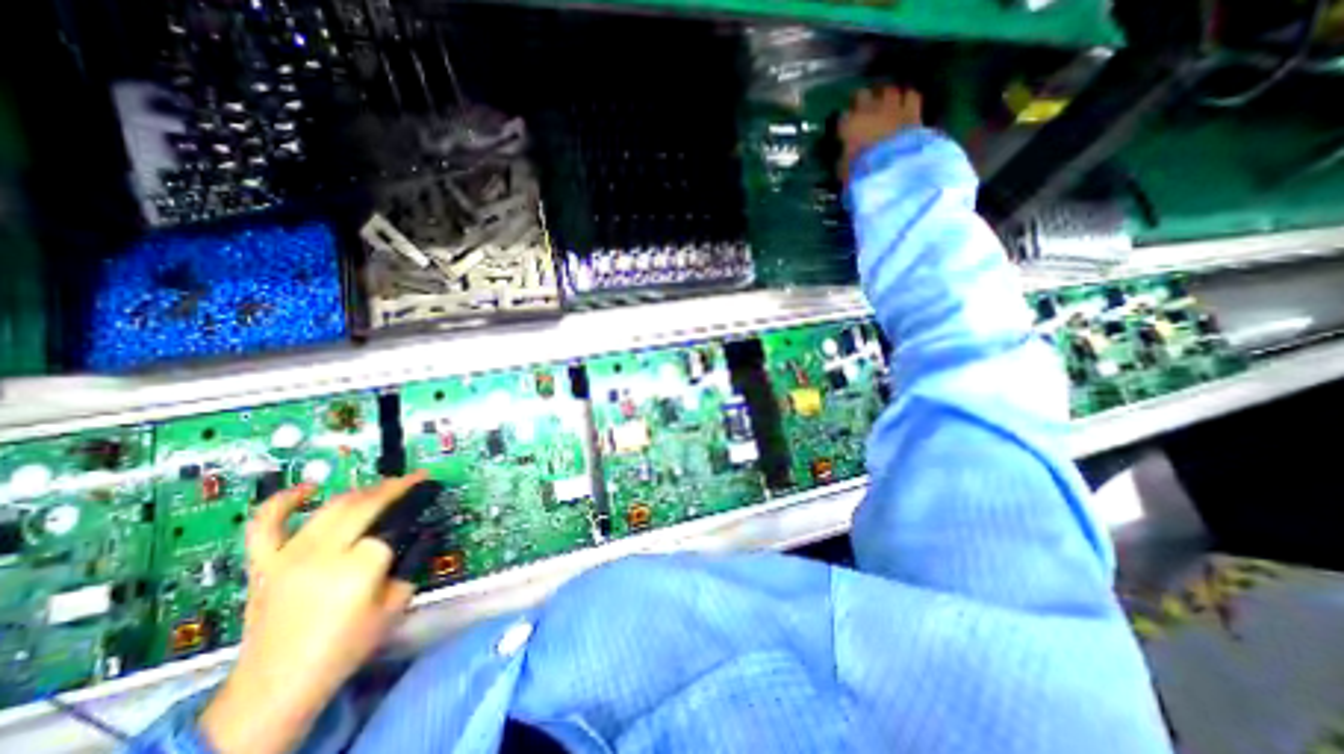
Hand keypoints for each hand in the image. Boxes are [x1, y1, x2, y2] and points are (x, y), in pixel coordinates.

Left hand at [196, 471, 425, 753]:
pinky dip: (285, 501)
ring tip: (382, 486)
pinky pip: (267, 524)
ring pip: (332, 506)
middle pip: (365, 504)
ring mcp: (289, 556)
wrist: (277, 686)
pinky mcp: (264, 564)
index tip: (431, 488)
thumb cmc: (346, 646)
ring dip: (362, 490)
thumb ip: (413, 562)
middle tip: (413, 480)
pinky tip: (307, 489)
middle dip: (395, 486)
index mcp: (360, 566)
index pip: (395, 520)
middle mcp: (324, 553)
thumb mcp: (396, 604)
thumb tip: (424, 531)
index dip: (416, 500)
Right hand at [838, 82, 924, 181]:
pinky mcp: (913, 111)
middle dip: (860, 100)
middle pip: (862, 95)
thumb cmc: (862, 172)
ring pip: (887, 90)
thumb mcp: (844, 170)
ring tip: (885, 102)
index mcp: (849, 126)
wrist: (893, 169)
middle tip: (861, 108)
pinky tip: (905, 103)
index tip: (843, 131)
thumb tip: (844, 155)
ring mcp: (892, 108)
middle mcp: (869, 110)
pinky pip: (911, 96)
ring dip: (884, 95)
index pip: (841, 118)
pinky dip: (907, 98)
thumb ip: (844, 158)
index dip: (843, 124)